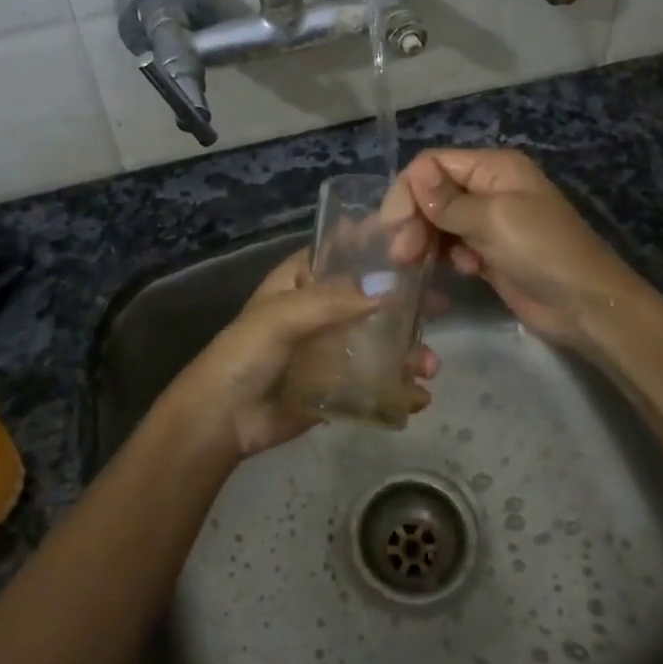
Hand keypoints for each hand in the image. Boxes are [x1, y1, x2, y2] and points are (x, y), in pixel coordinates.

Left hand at [165, 249, 438, 458]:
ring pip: (380, 339)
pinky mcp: (338, 384)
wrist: (222, 421)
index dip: (377, 244)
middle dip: (406, 302)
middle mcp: (321, 308)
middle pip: (372, 295)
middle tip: (440, 307)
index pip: (344, 251)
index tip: (418, 242)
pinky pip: (375, 380)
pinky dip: (399, 386)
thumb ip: (331, 301)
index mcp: (302, 280)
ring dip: (408, 349)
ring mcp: (331, 348)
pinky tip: (418, 396)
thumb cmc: (244, 355)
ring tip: (429, 366)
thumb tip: (389, 289)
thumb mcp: (281, 317)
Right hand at [382, 149, 642, 350]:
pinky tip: (462, 271)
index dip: (409, 191)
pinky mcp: (489, 253)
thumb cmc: (542, 252)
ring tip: (415, 266)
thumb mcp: (494, 220)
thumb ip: (449, 201)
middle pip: (433, 193)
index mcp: (494, 168)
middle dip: (414, 219)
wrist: (586, 306)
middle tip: (401, 255)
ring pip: (439, 222)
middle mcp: (489, 189)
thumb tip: (414, 173)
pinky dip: (448, 257)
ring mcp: (489, 222)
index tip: (393, 227)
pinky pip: (453, 247)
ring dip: (425, 240)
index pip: (433, 164)